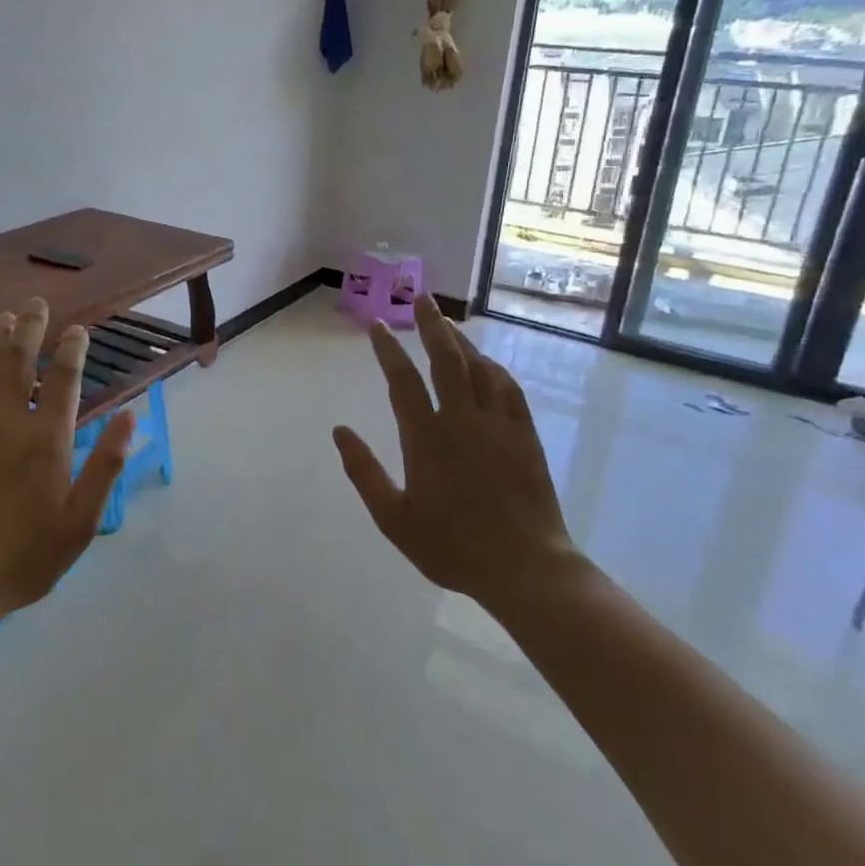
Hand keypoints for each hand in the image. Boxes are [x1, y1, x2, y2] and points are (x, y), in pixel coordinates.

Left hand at [0, 299, 135, 642]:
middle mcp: (7, 419)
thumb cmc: (22, 559)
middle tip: (36, 303)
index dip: (73, 349)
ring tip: (3, 317)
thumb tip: (132, 415)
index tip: (77, 330)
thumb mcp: (80, 522)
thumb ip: (107, 465)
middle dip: (31, 326)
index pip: (65, 379)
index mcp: (48, 439)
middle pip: (20, 359)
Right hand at [333, 294, 576, 604]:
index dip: (387, 350)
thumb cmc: (451, 546)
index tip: (377, 325)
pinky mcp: (524, 436)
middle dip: (431, 325)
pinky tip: (487, 363)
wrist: (525, 567)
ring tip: (447, 323)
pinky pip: (508, 389)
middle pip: (446, 360)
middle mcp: (462, 420)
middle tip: (421, 298)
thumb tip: (340, 431)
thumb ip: (364, 472)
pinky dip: (493, 369)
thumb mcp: (394, 518)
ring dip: (461, 341)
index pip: (402, 381)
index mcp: (426, 438)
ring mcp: (498, 425)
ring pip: (479, 368)